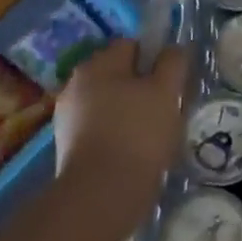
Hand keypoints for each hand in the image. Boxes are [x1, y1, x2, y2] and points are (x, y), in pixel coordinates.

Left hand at [53, 38, 191, 226]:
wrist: (101, 195)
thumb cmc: (138, 133)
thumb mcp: (167, 91)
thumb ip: (173, 62)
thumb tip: (173, 49)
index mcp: (98, 64)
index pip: (132, 45)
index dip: (155, 59)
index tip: (171, 83)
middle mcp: (76, 84)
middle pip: (119, 75)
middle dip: (142, 88)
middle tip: (166, 110)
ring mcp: (68, 116)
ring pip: (111, 103)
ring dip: (130, 113)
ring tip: (152, 137)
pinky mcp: (68, 147)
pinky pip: (101, 129)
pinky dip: (117, 136)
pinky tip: (134, 154)